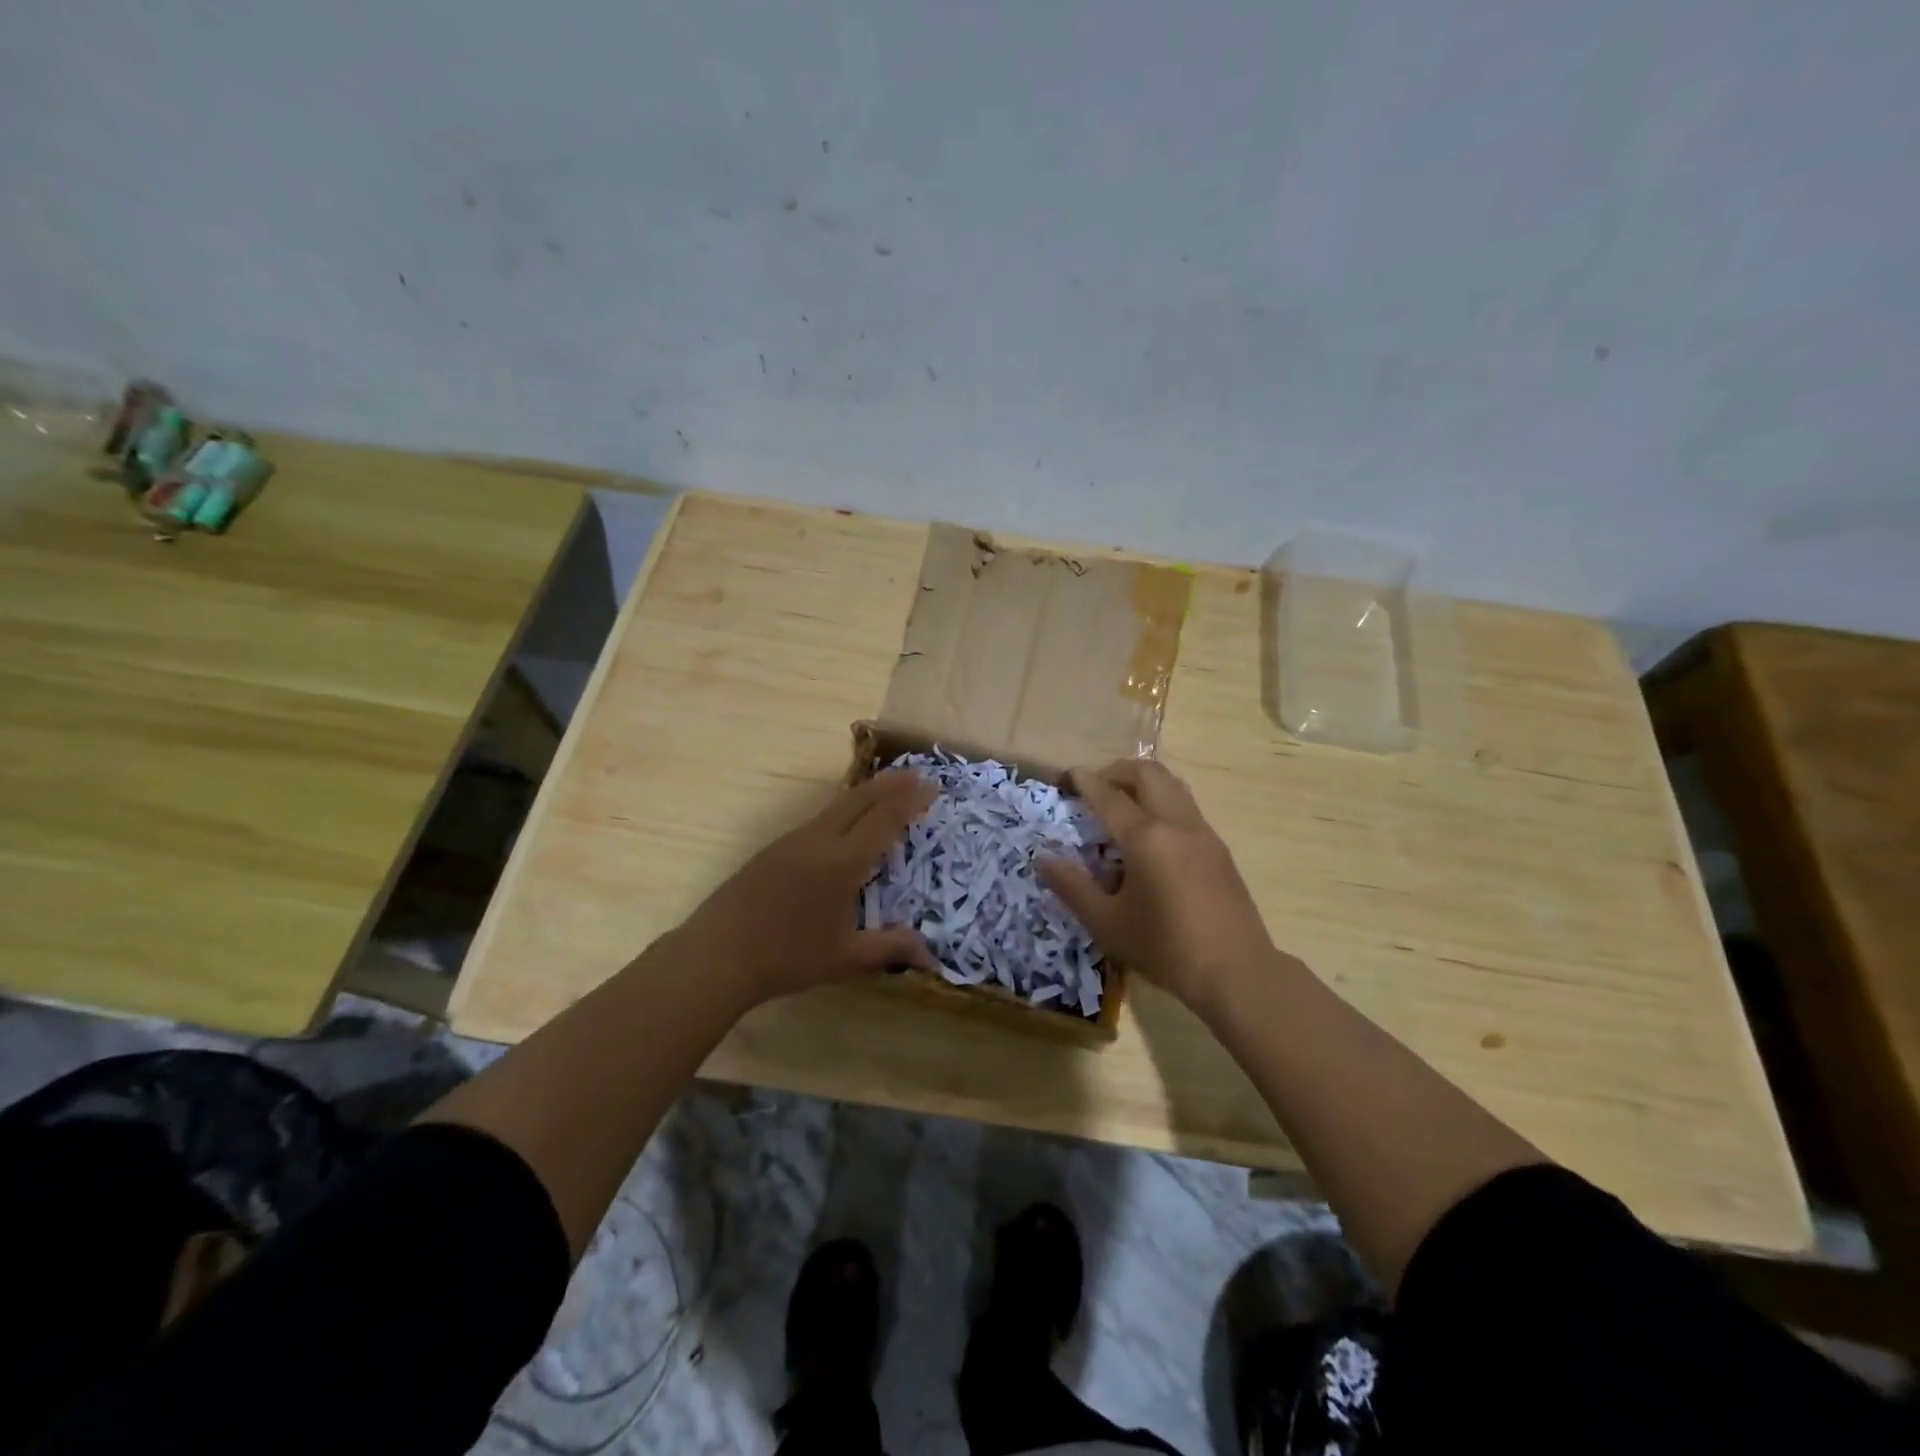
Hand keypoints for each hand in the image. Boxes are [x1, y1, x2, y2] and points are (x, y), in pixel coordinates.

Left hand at [674, 770, 939, 1006]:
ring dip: (865, 793)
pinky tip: (844, 822)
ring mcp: (792, 841)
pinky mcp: (774, 849)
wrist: (718, 954)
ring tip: (885, 790)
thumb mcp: (845, 958)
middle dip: (890, 784)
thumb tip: (931, 957)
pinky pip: (818, 818)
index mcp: (842, 862)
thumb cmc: (787, 957)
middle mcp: (819, 840)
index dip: (910, 801)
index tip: (931, 786)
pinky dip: (843, 809)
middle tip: (915, 774)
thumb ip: (890, 950)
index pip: (884, 820)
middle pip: (859, 800)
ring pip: (836, 805)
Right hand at [1039, 759, 1278, 1011]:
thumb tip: (1042, 859)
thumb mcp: (1107, 924)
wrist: (1236, 973)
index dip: (1085, 782)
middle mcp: (1176, 824)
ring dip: (1143, 783)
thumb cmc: (1165, 949)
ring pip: (1172, 785)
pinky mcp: (1219, 849)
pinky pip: (1186, 807)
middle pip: (1148, 773)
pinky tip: (1151, 835)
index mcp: (1146, 838)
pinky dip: (1162, 802)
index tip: (1068, 775)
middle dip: (1117, 771)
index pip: (1108, 796)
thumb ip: (1072, 887)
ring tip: (1122, 804)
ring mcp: (1203, 833)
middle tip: (1095, 787)